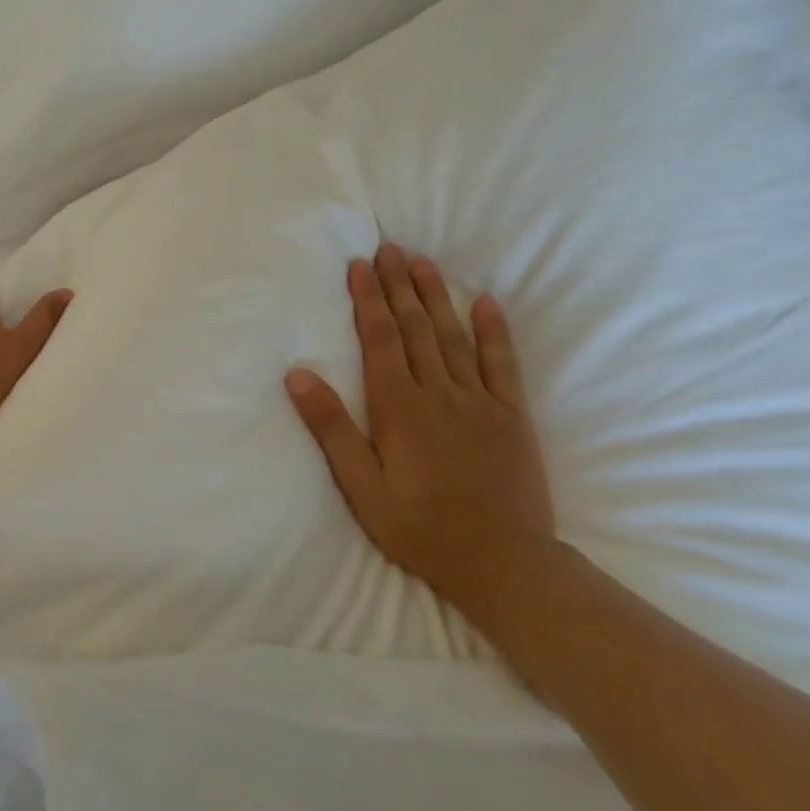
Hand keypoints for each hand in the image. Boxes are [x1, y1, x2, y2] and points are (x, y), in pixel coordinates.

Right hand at [285, 244, 557, 623]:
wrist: (504, 563)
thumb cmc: (419, 526)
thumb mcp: (360, 484)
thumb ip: (331, 427)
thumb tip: (298, 374)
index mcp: (398, 406)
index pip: (380, 339)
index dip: (369, 299)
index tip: (360, 265)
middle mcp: (439, 392)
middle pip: (415, 328)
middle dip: (399, 285)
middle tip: (390, 248)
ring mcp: (480, 401)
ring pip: (453, 336)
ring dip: (436, 296)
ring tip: (423, 262)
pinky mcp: (511, 416)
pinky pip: (502, 364)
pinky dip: (494, 331)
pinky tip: (486, 302)